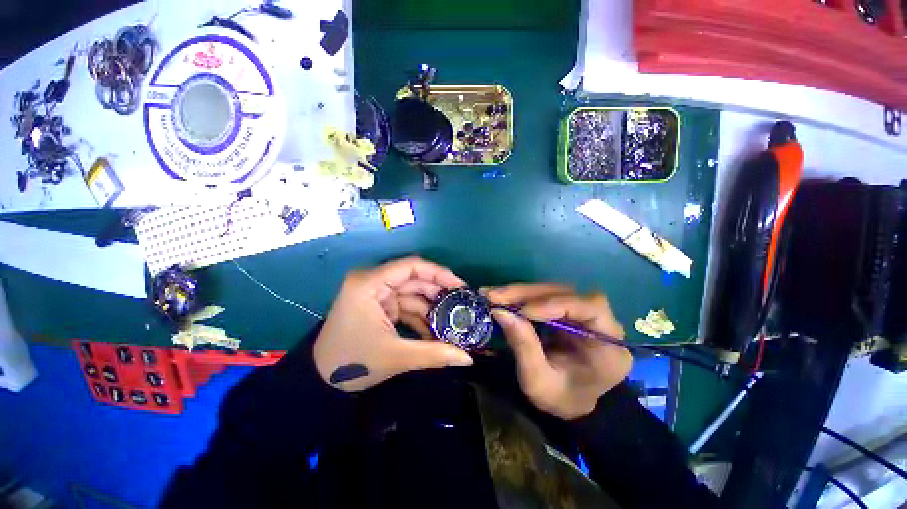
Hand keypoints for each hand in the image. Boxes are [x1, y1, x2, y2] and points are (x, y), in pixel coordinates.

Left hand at [314, 257, 473, 391]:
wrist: (319, 381)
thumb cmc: (352, 363)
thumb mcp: (396, 357)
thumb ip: (434, 354)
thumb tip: (468, 359)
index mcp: (370, 284)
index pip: (411, 267)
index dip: (439, 274)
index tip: (461, 287)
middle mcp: (373, 282)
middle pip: (414, 279)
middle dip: (439, 293)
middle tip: (462, 305)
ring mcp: (377, 294)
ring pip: (413, 294)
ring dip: (432, 309)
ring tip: (453, 322)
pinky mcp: (380, 306)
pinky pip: (406, 306)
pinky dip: (421, 318)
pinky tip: (435, 333)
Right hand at [486, 284, 631, 419]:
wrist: (568, 402)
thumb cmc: (559, 399)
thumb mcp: (538, 381)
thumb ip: (523, 346)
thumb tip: (500, 311)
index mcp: (609, 347)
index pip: (591, 309)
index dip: (557, 304)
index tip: (524, 311)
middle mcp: (601, 323)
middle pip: (567, 294)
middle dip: (528, 294)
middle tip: (495, 296)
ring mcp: (582, 314)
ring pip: (552, 291)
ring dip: (520, 292)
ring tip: (492, 295)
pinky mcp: (566, 311)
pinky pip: (543, 297)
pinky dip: (521, 296)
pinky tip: (502, 297)